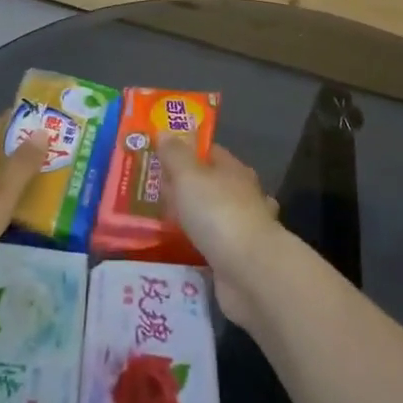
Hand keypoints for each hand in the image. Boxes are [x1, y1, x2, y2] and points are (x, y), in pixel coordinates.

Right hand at [159, 139, 282, 328]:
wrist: (250, 271)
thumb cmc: (218, 213)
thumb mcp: (189, 177)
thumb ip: (175, 155)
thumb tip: (164, 131)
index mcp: (233, 170)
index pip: (209, 152)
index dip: (185, 151)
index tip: (158, 157)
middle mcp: (242, 195)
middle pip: (210, 184)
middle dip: (186, 186)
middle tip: (152, 191)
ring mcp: (243, 227)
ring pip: (212, 215)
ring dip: (193, 217)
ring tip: (161, 220)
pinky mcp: (238, 258)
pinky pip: (212, 244)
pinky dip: (198, 243)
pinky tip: (180, 247)